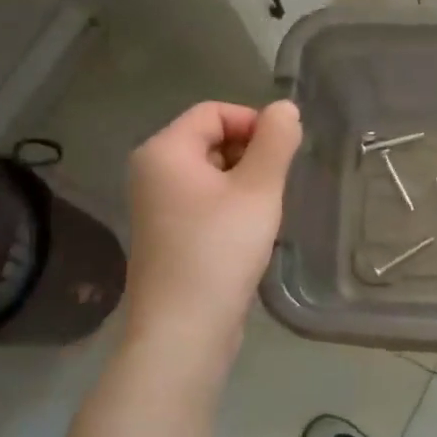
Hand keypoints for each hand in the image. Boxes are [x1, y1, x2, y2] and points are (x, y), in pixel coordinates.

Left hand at [123, 100, 301, 349]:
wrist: (184, 329)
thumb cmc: (221, 249)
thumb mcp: (259, 189)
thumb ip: (276, 142)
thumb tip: (285, 108)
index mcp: (164, 151)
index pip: (215, 112)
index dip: (254, 124)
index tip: (284, 155)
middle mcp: (151, 171)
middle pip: (211, 138)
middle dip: (251, 154)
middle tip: (276, 187)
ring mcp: (156, 205)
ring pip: (212, 172)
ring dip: (245, 182)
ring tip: (264, 212)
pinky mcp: (167, 232)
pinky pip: (204, 200)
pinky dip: (231, 205)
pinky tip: (248, 233)